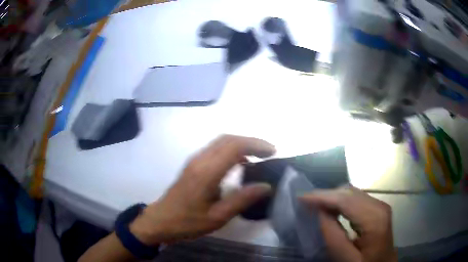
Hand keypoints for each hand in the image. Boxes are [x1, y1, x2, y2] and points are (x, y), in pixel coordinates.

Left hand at [130, 135, 274, 244]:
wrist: (161, 220)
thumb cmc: (188, 222)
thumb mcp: (218, 217)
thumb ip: (242, 199)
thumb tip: (266, 186)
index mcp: (207, 172)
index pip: (235, 146)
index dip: (256, 145)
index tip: (273, 152)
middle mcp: (200, 160)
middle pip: (228, 139)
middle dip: (251, 141)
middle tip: (268, 153)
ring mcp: (194, 161)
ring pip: (221, 142)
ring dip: (241, 144)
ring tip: (258, 156)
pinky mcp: (193, 165)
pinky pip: (215, 149)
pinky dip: (231, 150)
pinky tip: (240, 163)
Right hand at [301, 186, 396, 261]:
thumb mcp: (346, 258)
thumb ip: (333, 235)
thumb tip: (321, 212)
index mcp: (374, 219)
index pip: (345, 200)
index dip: (322, 196)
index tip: (301, 197)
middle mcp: (379, 206)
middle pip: (349, 192)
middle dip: (325, 195)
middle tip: (305, 202)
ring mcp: (379, 205)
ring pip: (351, 193)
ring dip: (332, 197)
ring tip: (314, 204)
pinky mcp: (377, 208)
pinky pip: (356, 198)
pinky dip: (340, 200)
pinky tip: (331, 207)